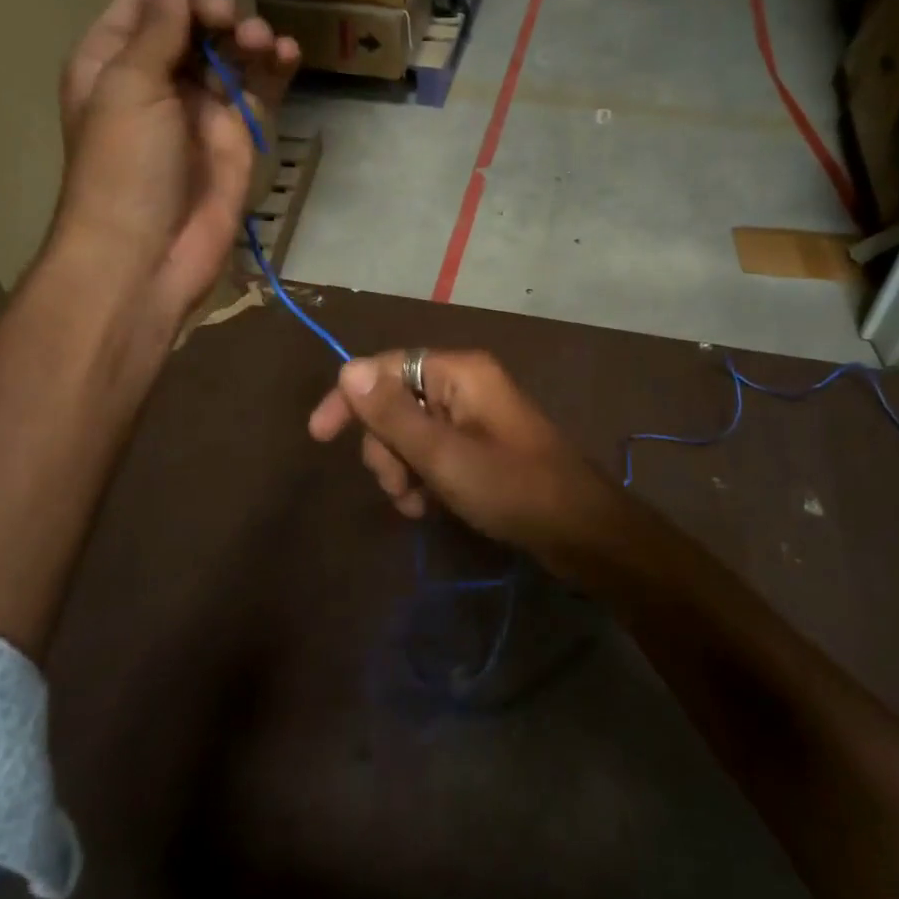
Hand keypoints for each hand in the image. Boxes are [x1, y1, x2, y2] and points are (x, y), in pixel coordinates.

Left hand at [52, 0, 297, 321]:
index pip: (142, 0)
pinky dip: (273, 71)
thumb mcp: (130, 88)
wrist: (147, 254)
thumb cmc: (123, 168)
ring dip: (247, 38)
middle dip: (213, 8)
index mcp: (112, 61)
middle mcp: (155, 80)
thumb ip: (155, 31)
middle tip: (227, 18)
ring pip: (229, 55)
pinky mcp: (235, 138)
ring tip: (260, 41)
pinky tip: (287, 55)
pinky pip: (258, 92)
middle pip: (190, 23)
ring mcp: (198, 110)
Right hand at [307, 349, 628, 575]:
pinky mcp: (479, 444)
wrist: (579, 530)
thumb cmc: (510, 487)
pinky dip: (423, 476)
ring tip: (418, 504)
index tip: (319, 436)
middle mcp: (464, 384)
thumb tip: (348, 368)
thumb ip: (391, 414)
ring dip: (402, 469)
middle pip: (395, 403)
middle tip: (399, 486)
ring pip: (410, 432)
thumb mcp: (442, 455)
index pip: (385, 368)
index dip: (350, 398)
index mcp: (458, 372)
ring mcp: (473, 415)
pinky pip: (433, 450)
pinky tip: (429, 507)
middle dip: (386, 447)